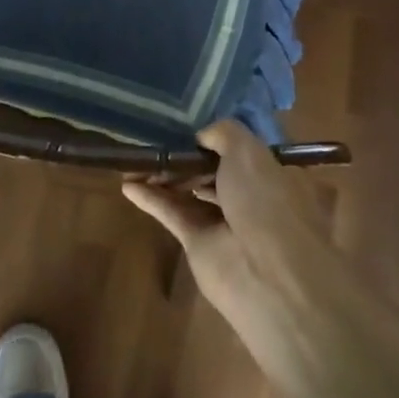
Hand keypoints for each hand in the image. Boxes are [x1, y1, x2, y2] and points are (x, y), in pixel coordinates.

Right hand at [123, 121, 326, 312]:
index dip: (215, 138)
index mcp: (270, 172)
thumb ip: (222, 133)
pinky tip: (128, 185)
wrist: (266, 274)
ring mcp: (224, 222)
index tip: (188, 124)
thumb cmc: (265, 200)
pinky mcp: (199, 244)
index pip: (241, 150)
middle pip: (212, 169)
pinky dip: (151, 199)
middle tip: (156, 139)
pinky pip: (173, 214)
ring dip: (166, 174)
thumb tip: (201, 136)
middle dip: (187, 155)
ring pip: (190, 190)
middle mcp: (250, 196)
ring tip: (137, 158)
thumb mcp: (248, 150)